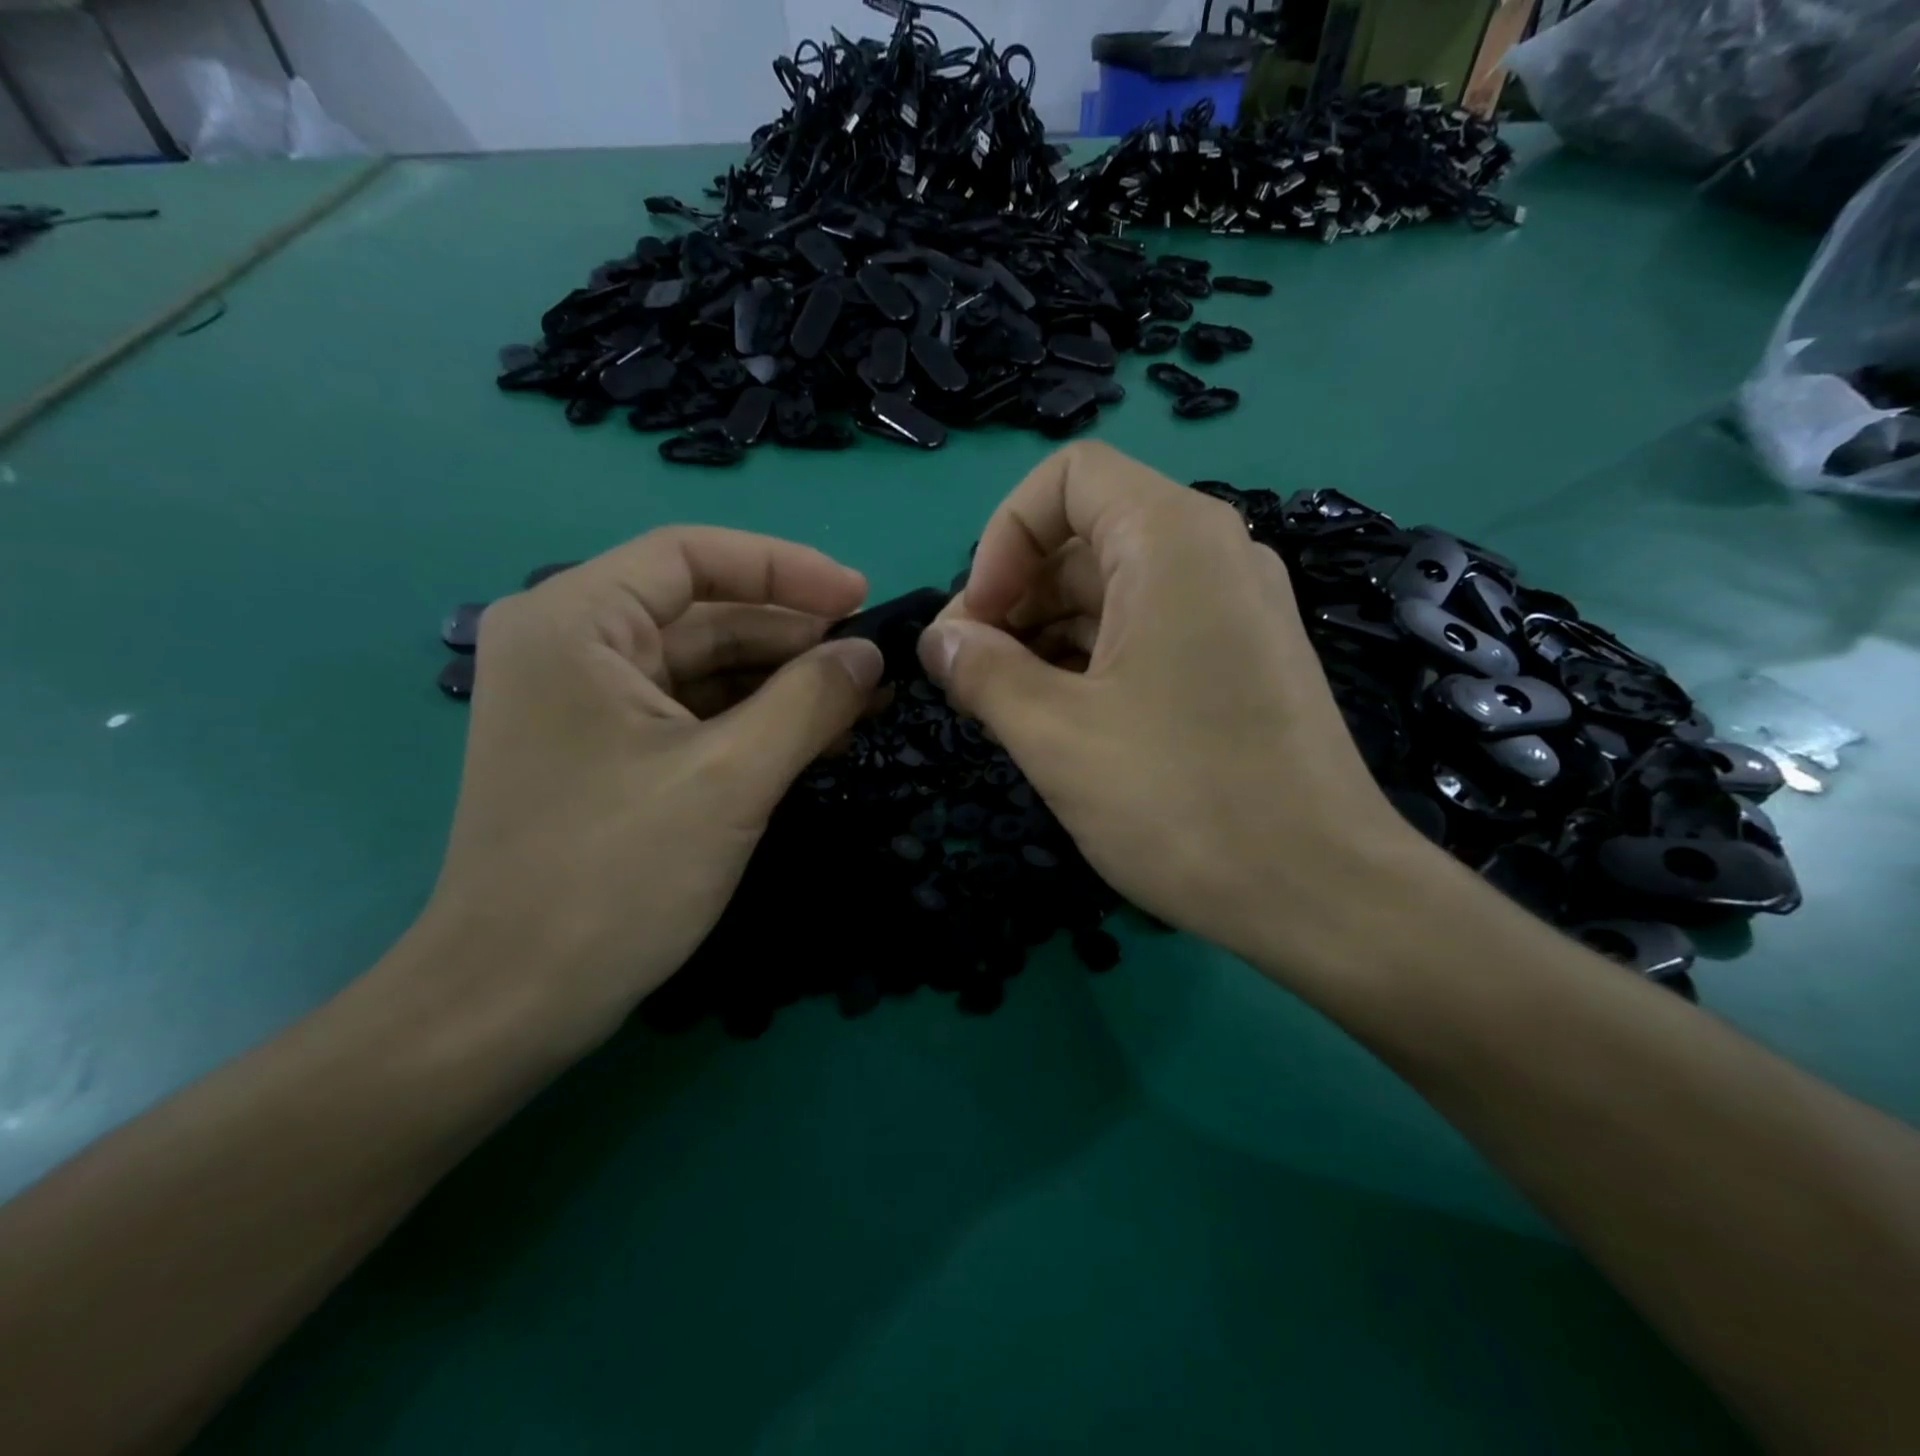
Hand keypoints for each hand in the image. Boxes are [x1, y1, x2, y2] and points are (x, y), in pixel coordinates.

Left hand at [411, 528, 883, 1057]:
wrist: (513, 1003)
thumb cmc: (614, 876)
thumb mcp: (730, 778)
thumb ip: (809, 701)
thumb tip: (870, 656)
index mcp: (575, 622)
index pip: (691, 555)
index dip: (785, 568)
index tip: (861, 598)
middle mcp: (571, 646)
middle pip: (702, 612)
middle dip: (793, 634)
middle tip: (873, 663)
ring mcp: (585, 703)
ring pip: (704, 666)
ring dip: (783, 681)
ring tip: (861, 701)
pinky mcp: (605, 753)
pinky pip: (693, 713)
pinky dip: (755, 720)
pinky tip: (816, 736)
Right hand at [919, 442, 1431, 976]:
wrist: (1324, 895)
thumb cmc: (1183, 801)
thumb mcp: (1057, 736)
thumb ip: (983, 673)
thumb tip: (939, 641)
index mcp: (1173, 540)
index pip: (1067, 478)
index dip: (1004, 537)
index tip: (978, 620)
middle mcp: (1213, 555)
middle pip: (1086, 537)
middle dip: (1014, 596)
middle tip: (973, 675)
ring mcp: (1234, 610)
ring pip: (1114, 591)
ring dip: (1046, 636)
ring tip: (1006, 705)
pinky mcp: (1241, 662)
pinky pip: (1148, 632)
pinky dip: (1091, 661)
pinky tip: (1060, 720)